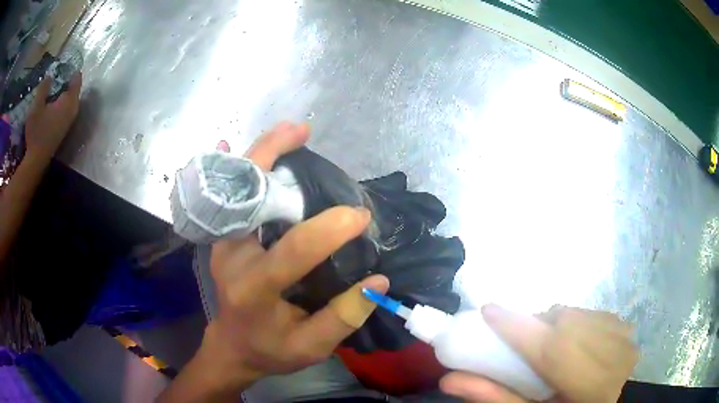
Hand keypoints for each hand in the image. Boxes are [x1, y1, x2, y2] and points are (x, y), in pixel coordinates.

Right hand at [24, 73, 81, 161]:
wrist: (36, 160)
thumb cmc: (36, 131)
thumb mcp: (37, 106)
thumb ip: (44, 88)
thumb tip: (50, 74)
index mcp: (69, 101)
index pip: (77, 79)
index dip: (72, 70)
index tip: (66, 63)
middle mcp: (73, 110)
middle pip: (74, 89)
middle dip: (67, 80)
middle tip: (58, 73)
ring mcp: (69, 121)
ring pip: (70, 100)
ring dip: (63, 92)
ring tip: (55, 85)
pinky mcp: (64, 129)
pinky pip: (66, 109)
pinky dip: (61, 102)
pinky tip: (53, 102)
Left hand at [199, 122, 389, 388]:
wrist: (231, 346)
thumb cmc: (270, 350)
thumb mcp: (311, 347)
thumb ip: (344, 316)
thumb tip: (379, 280)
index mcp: (255, 289)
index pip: (293, 250)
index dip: (330, 229)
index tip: (360, 216)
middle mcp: (231, 257)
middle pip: (247, 198)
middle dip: (272, 156)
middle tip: (303, 131)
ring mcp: (223, 243)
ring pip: (238, 188)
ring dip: (263, 154)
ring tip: (294, 132)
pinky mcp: (223, 238)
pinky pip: (233, 195)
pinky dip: (246, 169)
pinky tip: (258, 151)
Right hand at [440, 305, 637, 402]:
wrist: (608, 402)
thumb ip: (494, 397)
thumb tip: (449, 380)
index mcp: (588, 389)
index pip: (553, 351)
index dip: (520, 329)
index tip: (489, 310)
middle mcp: (611, 359)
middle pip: (565, 325)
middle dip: (538, 326)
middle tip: (525, 340)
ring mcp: (623, 339)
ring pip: (578, 315)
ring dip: (557, 324)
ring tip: (552, 346)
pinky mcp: (626, 328)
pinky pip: (592, 313)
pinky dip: (575, 322)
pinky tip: (575, 342)